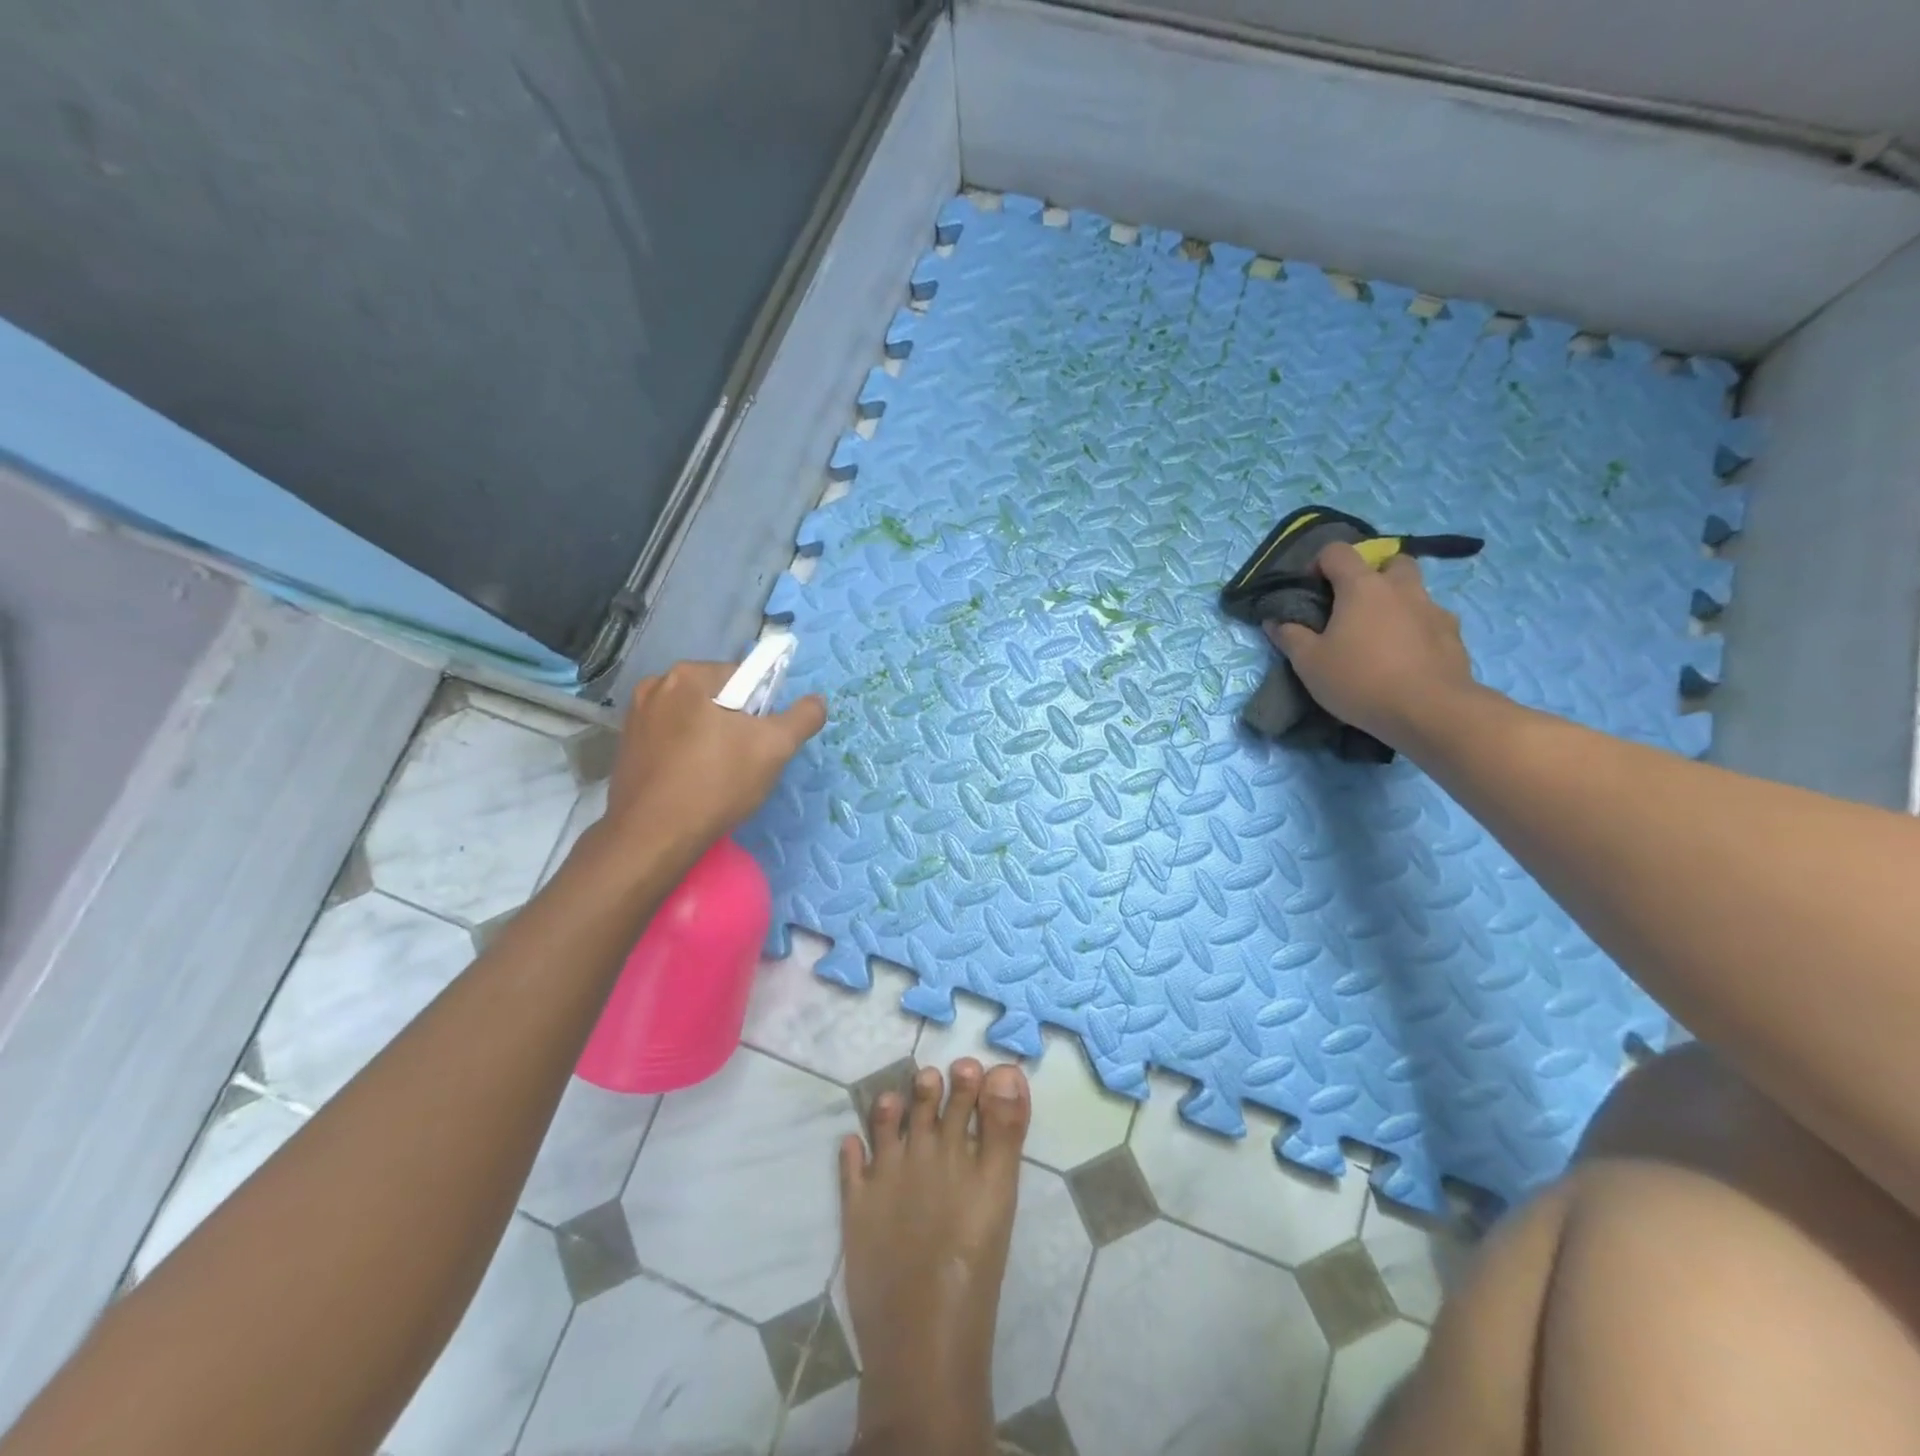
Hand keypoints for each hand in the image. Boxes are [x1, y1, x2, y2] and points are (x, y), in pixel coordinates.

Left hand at [599, 661, 826, 866]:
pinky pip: (670, 739)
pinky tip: (692, 783)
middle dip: (734, 724)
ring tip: (717, 776)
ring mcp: (635, 717)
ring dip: (709, 739)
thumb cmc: (716, 784)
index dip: (761, 709)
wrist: (652, 837)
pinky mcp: (625, 746)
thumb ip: (802, 718)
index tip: (761, 741)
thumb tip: (818, 701)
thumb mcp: (775, 749)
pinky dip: (685, 754)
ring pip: (693, 719)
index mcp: (688, 675)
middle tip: (743, 761)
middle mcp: (655, 686)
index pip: (743, 677)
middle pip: (716, 697)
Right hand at [1267, 542, 1476, 747]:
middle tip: (1355, 607)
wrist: (1429, 711)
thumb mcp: (1309, 663)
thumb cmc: (1359, 680)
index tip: (1312, 589)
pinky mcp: (1454, 635)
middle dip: (1372, 575)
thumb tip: (1274, 620)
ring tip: (1381, 636)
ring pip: (1415, 591)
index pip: (1337, 551)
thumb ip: (1290, 637)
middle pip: (1390, 562)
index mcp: (1362, 587)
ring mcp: (1433, 609)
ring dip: (1397, 602)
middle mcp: (1401, 588)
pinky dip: (1417, 629)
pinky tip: (1406, 657)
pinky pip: (1432, 620)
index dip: (1319, 563)